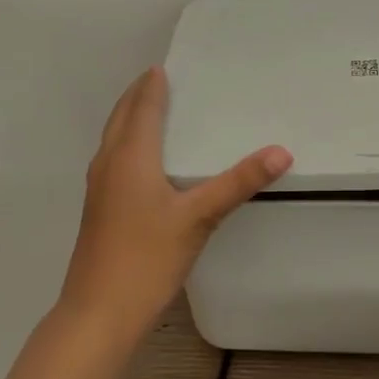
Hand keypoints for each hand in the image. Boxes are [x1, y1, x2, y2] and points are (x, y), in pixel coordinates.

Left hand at [61, 67, 291, 334]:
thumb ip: (238, 183)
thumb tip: (280, 152)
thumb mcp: (199, 218)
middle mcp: (109, 164)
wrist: (98, 313)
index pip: (143, 107)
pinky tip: (144, 162)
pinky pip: (112, 158)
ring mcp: (99, 188)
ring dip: (129, 118)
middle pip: (121, 117)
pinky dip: (127, 142)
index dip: (153, 85)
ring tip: (152, 110)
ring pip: (113, 138)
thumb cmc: (147, 258)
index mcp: (130, 156)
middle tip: (159, 79)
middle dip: (138, 95)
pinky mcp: (98, 208)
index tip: (165, 66)